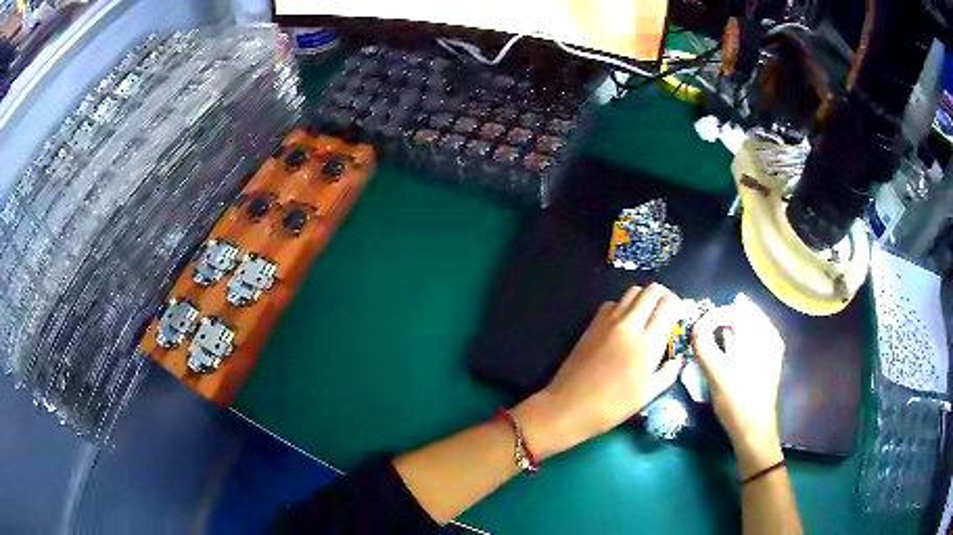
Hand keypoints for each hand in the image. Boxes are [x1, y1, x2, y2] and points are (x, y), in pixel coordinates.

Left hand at [514, 284, 684, 459]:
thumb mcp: (647, 394)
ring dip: (645, 298)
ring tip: (648, 317)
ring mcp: (608, 321)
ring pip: (633, 291)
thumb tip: (678, 358)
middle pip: (652, 290)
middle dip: (665, 297)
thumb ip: (668, 372)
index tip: (681, 317)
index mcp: (647, 343)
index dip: (679, 306)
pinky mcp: (593, 323)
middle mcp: (629, 324)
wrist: (568, 406)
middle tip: (667, 313)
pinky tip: (625, 324)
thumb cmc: (612, 406)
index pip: (669, 304)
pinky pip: (614, 303)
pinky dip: (625, 306)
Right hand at [691, 295, 784, 473]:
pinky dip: (730, 343)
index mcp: (766, 335)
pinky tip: (718, 352)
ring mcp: (768, 352)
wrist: (753, 433)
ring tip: (705, 339)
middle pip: (743, 317)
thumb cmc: (739, 402)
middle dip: (720, 320)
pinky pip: (745, 344)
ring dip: (724, 331)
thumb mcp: (718, 373)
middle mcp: (770, 338)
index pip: (739, 310)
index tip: (697, 325)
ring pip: (743, 330)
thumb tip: (695, 327)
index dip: (716, 314)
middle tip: (699, 330)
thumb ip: (705, 346)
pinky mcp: (762, 365)